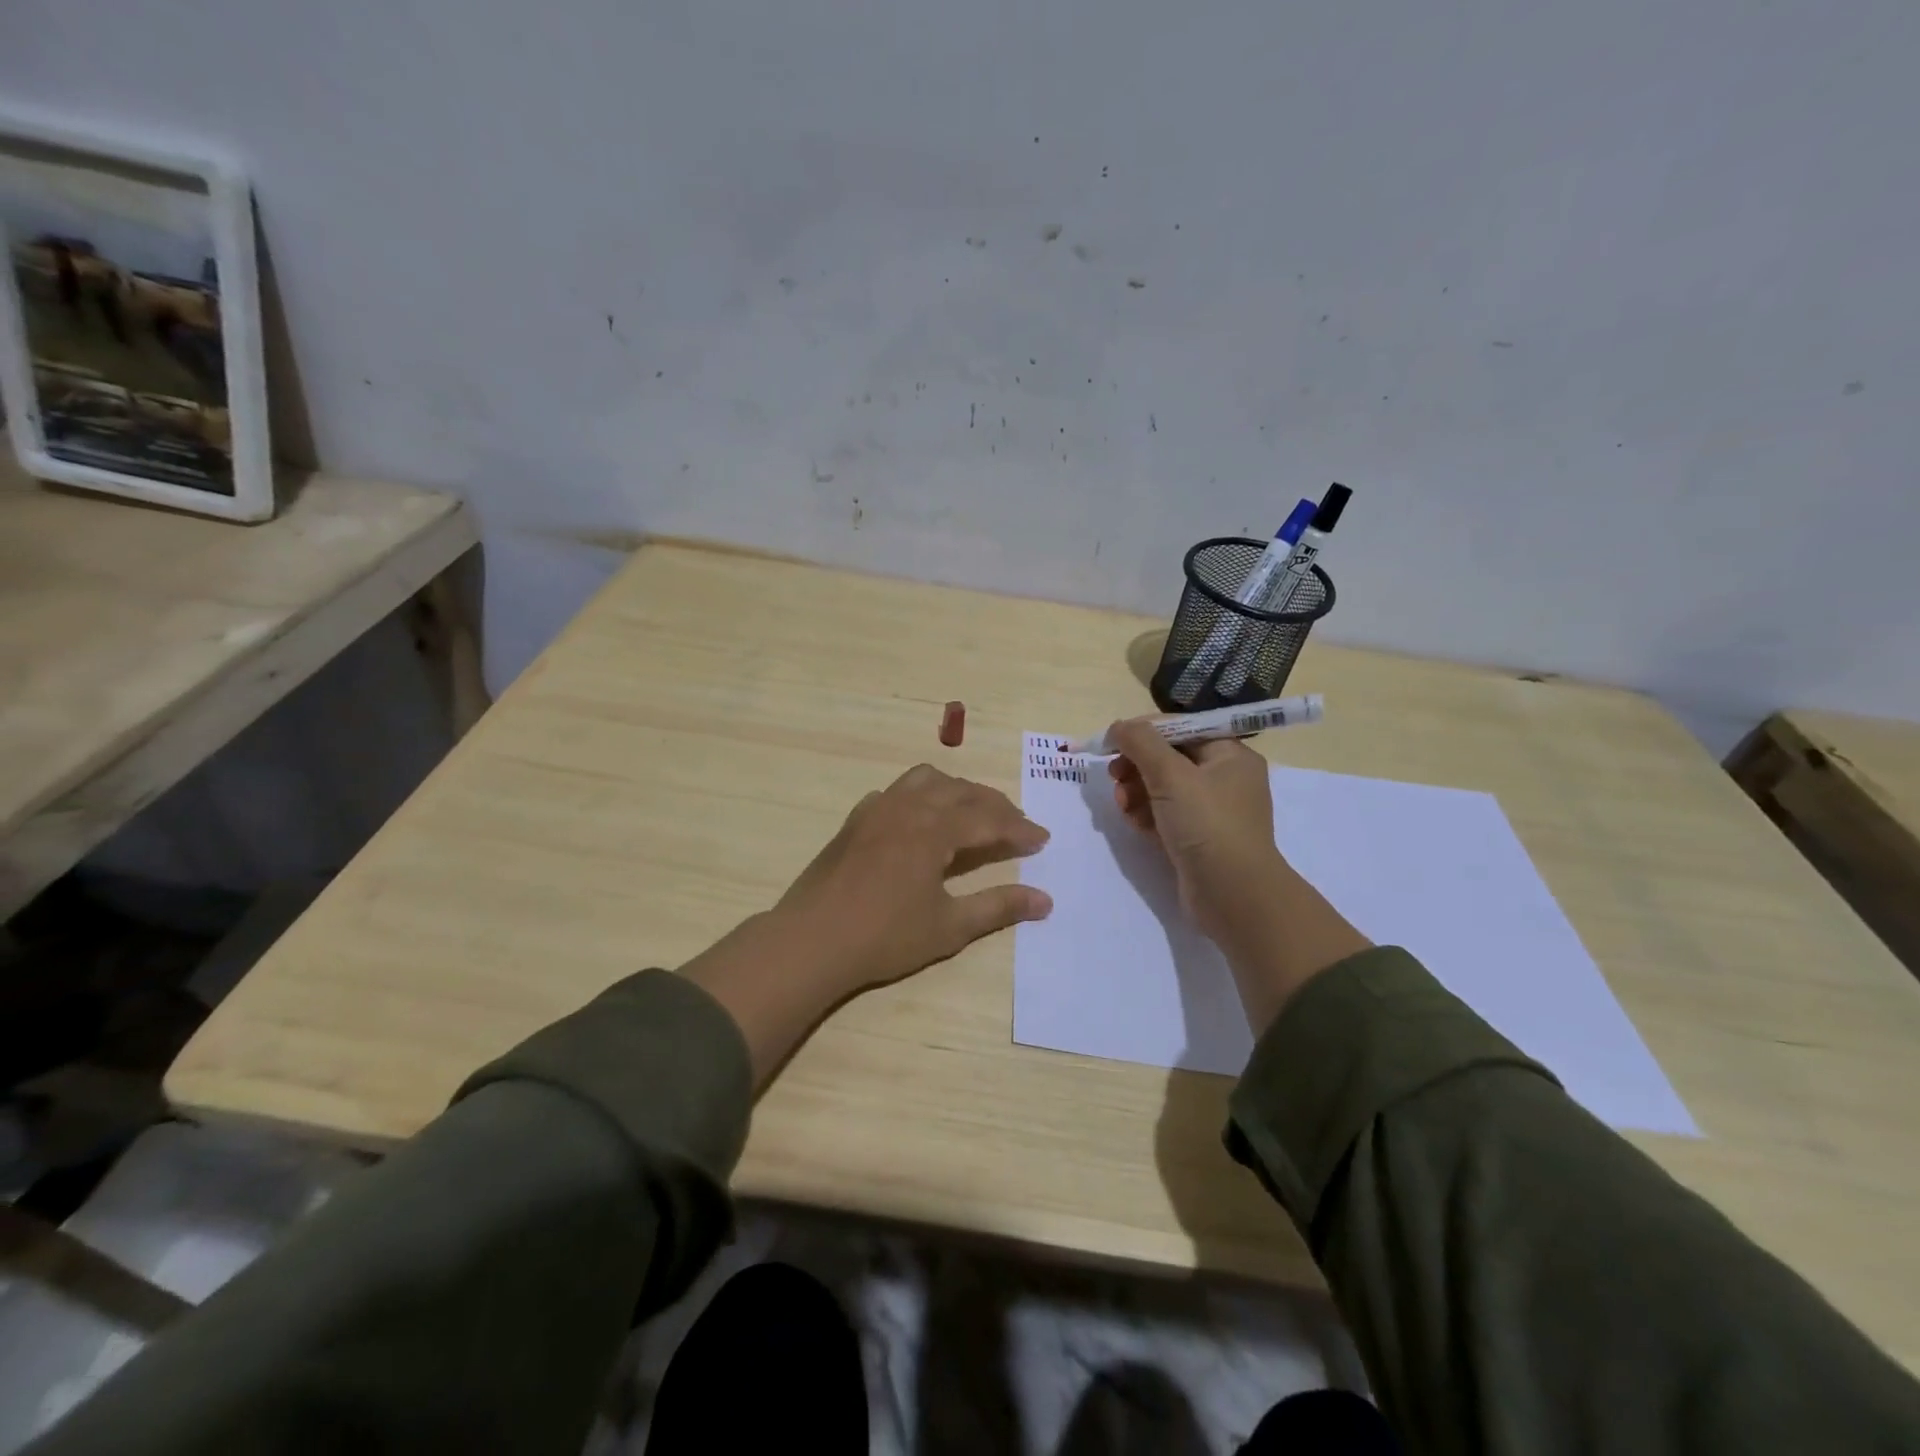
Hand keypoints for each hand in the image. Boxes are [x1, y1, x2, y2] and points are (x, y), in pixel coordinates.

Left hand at [683, 765, 1052, 1086]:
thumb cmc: (884, 937)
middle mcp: (908, 806)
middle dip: (994, 804)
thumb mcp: (949, 927)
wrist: (810, 941)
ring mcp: (877, 809)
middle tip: (1016, 825)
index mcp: (934, 829)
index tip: (1042, 839)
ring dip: (956, 790)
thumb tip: (1045, 900)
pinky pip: (895, 792)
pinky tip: (920, 820)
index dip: (1019, 828)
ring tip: (972, 813)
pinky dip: (920, 796)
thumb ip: (998, 907)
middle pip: (961, 791)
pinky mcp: (855, 821)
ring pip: (926, 780)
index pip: (988, 818)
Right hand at [1107, 717, 1370, 1029]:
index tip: (1111, 742)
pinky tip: (1133, 823)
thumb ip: (1141, 743)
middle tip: (1114, 776)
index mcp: (1230, 755)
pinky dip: (1146, 815)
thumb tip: (1118, 726)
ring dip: (1136, 791)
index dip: (1144, 732)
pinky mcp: (1197, 839)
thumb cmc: (1207, 824)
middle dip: (1137, 765)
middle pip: (1169, 758)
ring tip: (1123, 805)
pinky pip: (1165, 816)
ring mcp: (1211, 812)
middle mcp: (1224, 779)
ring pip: (1163, 789)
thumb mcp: (1171, 775)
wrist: (1233, 895)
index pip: (1181, 728)